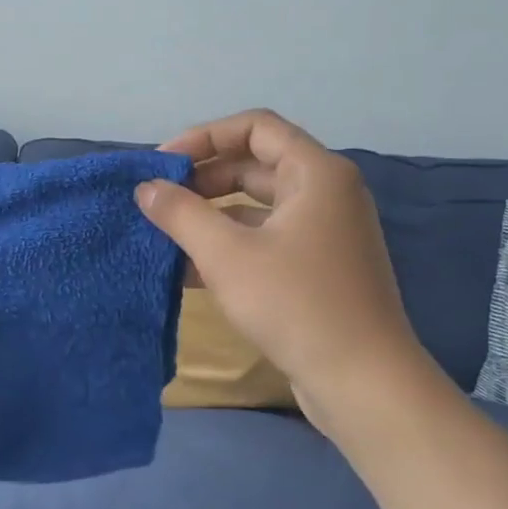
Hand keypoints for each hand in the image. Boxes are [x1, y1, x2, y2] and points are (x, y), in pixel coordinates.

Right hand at [135, 109, 429, 427]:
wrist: (361, 381)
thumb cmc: (295, 303)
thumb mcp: (226, 254)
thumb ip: (180, 213)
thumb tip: (146, 188)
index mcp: (316, 173)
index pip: (254, 127)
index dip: (203, 137)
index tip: (162, 164)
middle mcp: (325, 193)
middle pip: (254, 165)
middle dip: (202, 179)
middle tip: (159, 201)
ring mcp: (324, 233)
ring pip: (256, 207)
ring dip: (210, 216)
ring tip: (165, 235)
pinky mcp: (317, 268)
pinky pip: (265, 240)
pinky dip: (228, 246)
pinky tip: (188, 271)